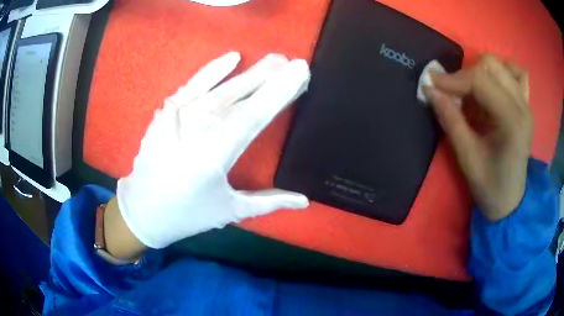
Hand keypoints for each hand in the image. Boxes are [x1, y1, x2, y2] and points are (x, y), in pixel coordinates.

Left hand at [114, 52, 310, 249]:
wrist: (142, 210)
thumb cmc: (187, 214)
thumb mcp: (229, 211)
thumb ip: (269, 202)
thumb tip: (304, 201)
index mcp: (214, 155)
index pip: (253, 115)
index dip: (278, 91)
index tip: (300, 70)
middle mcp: (195, 129)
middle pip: (238, 95)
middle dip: (268, 76)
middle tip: (292, 61)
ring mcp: (177, 116)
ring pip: (220, 88)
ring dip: (249, 73)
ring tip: (273, 60)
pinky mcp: (166, 112)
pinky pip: (192, 84)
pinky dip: (212, 70)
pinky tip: (232, 57)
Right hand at [424, 55, 531, 221]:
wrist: (510, 199)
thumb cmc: (489, 186)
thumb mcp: (467, 158)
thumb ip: (450, 120)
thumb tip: (429, 90)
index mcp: (512, 121)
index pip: (480, 80)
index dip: (453, 78)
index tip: (432, 84)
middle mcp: (522, 105)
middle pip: (491, 65)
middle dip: (466, 74)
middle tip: (452, 92)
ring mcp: (526, 103)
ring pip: (501, 65)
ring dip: (481, 71)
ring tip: (472, 91)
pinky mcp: (526, 104)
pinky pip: (517, 73)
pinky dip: (502, 71)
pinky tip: (493, 84)